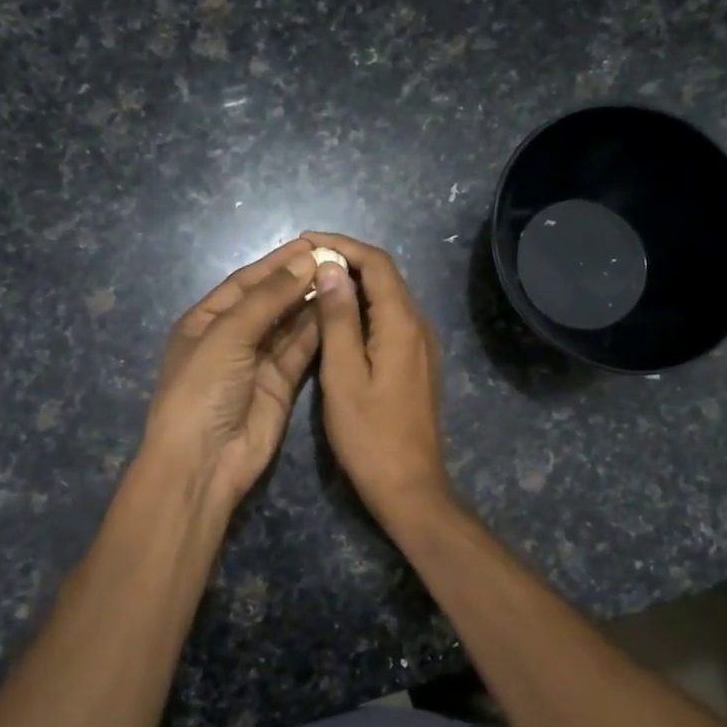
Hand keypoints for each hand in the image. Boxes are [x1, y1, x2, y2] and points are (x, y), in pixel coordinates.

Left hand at [142, 238, 320, 507]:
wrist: (204, 460)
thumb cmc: (203, 388)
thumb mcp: (228, 335)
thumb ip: (268, 298)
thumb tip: (306, 260)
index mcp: (206, 320)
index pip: (246, 282)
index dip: (277, 262)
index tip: (313, 243)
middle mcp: (232, 337)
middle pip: (270, 301)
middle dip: (299, 280)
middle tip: (337, 260)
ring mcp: (257, 362)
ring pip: (289, 325)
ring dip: (312, 303)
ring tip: (344, 279)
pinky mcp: (281, 385)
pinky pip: (301, 351)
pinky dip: (319, 332)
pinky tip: (340, 311)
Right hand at [301, 232, 452, 525]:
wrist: (410, 486)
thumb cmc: (369, 435)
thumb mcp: (343, 375)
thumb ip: (338, 319)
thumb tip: (330, 269)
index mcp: (402, 324)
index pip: (376, 263)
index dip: (342, 245)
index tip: (306, 240)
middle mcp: (419, 326)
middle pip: (386, 276)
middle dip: (347, 260)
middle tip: (304, 260)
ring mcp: (422, 346)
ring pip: (388, 298)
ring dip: (354, 284)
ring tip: (313, 283)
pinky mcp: (417, 363)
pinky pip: (391, 320)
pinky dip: (364, 308)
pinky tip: (338, 318)